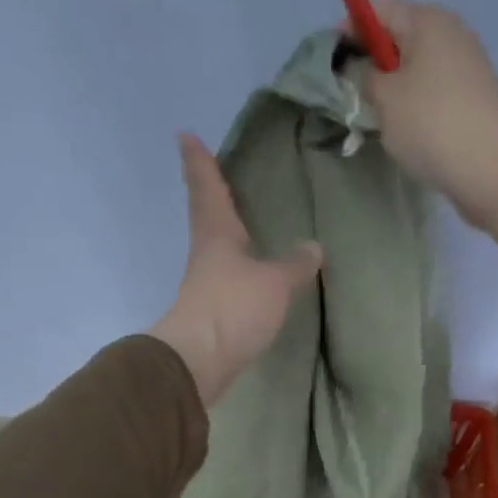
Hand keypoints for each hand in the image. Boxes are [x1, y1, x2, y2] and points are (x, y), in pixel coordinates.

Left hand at [149, 133, 322, 406]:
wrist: (200, 361)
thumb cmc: (234, 307)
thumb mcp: (275, 282)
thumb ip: (295, 264)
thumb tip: (313, 247)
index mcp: (216, 235)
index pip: (207, 189)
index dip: (199, 162)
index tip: (185, 135)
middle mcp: (206, 254)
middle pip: (206, 215)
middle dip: (209, 192)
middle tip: (213, 171)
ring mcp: (206, 284)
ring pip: (215, 246)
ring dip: (224, 230)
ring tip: (240, 220)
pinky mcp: (212, 311)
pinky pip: (227, 277)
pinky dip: (238, 266)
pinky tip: (251, 272)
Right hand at [354, 0, 497, 250]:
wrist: (489, 168)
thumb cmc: (429, 124)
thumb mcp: (383, 97)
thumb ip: (362, 74)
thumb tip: (357, 66)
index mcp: (428, 21)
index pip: (378, 10)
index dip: (349, 29)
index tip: (329, 57)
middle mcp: (452, 33)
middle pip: (400, 37)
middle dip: (372, 60)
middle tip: (349, 90)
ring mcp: (469, 65)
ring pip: (418, 66)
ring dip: (394, 84)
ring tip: (374, 112)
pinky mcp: (476, 96)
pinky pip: (434, 89)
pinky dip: (415, 100)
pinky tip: (404, 126)